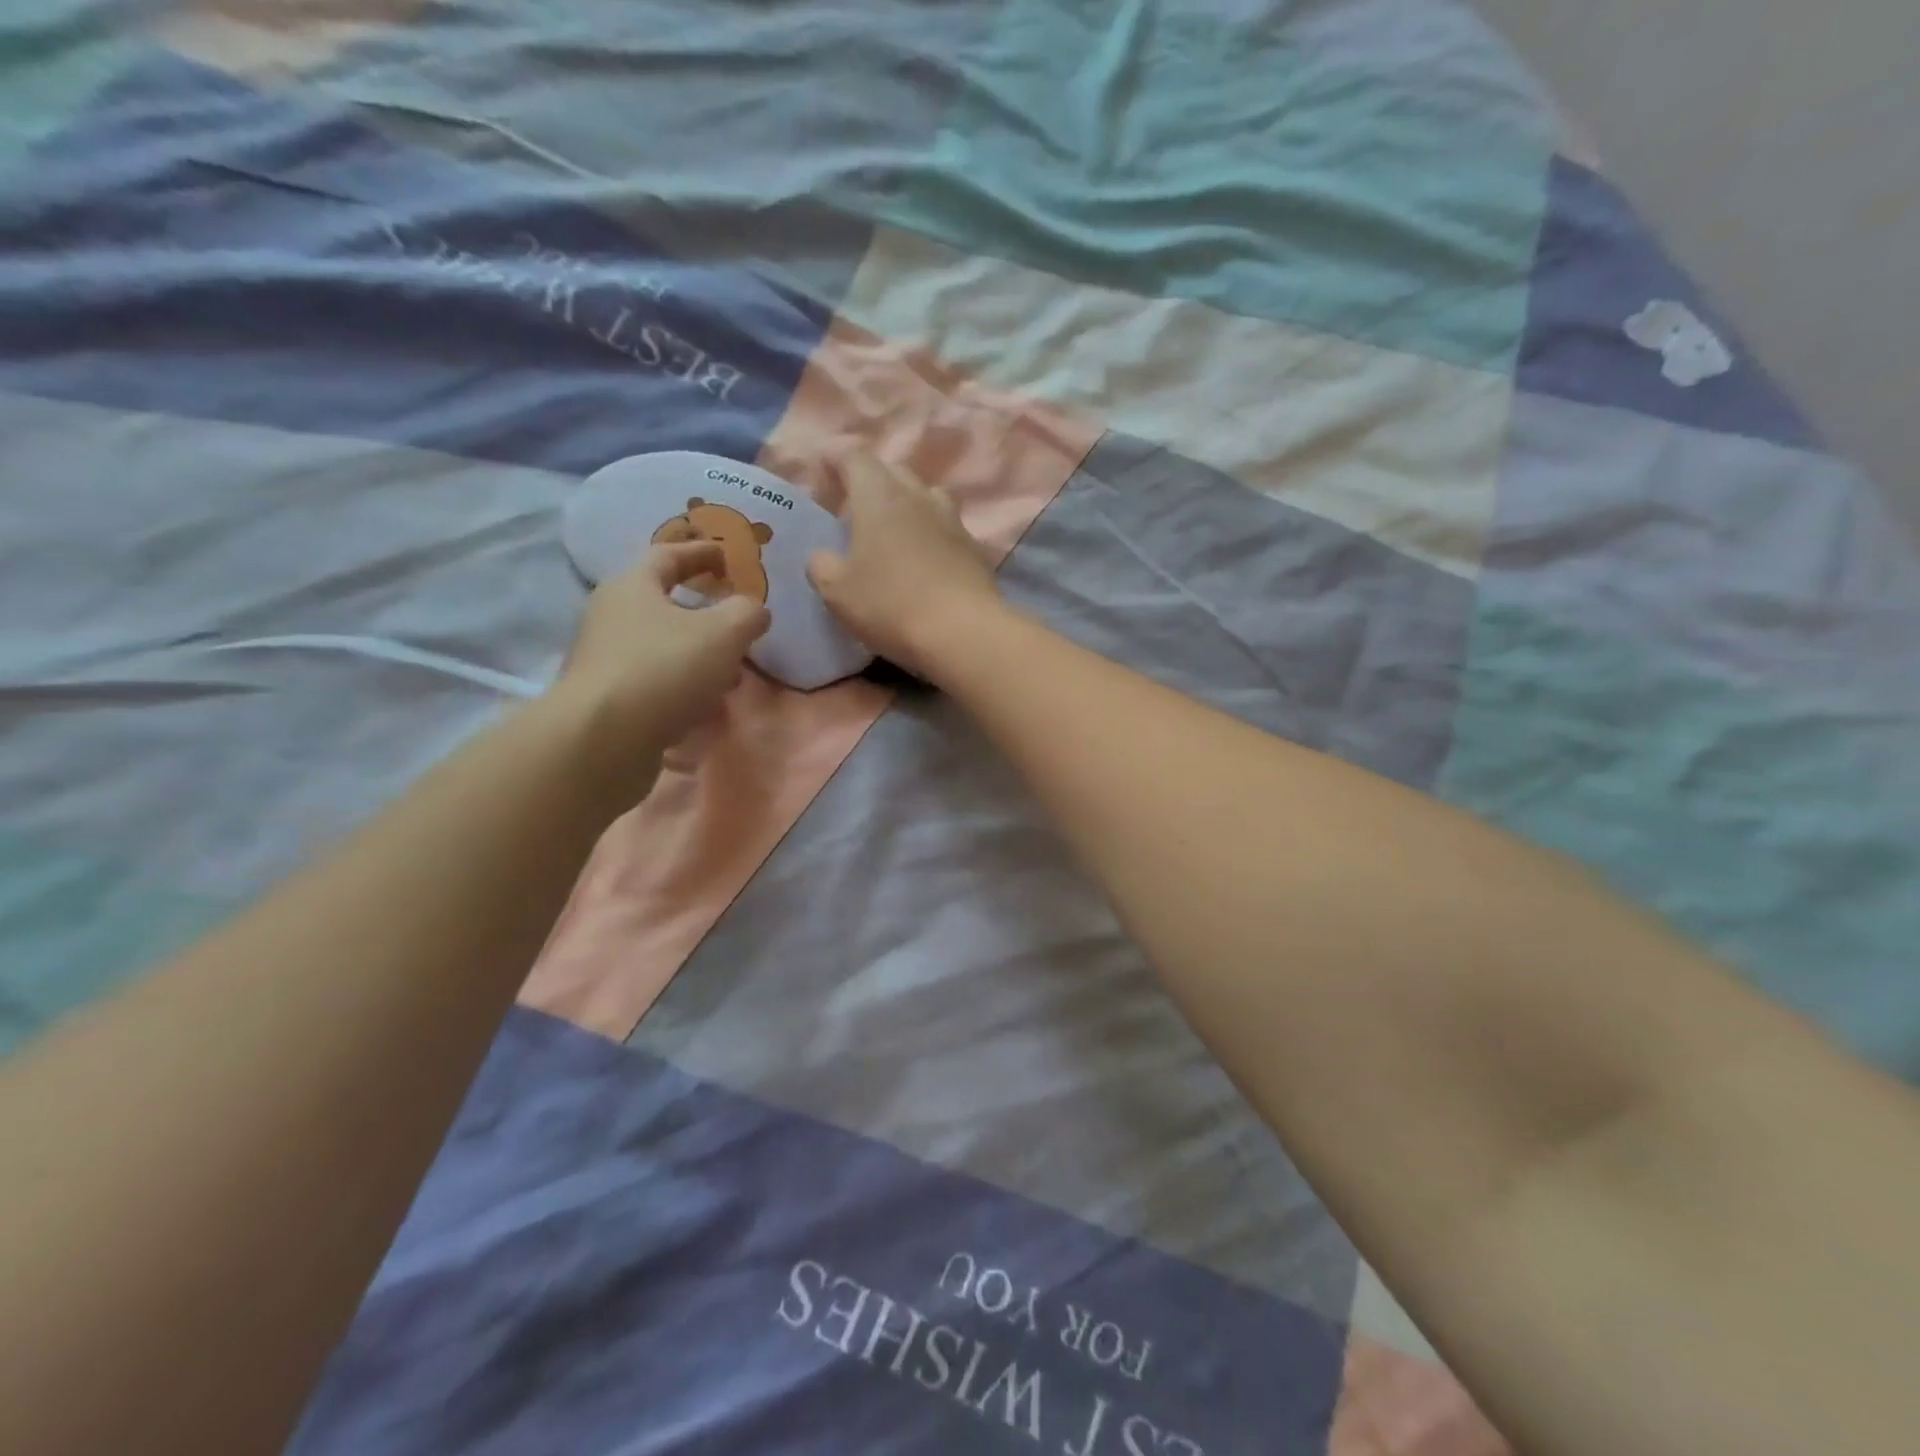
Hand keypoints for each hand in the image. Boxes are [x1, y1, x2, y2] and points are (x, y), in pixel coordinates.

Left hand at [550, 542, 769, 788]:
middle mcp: (611, 617)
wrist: (602, 741)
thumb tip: (755, 610)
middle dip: (703, 614)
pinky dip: (683, 690)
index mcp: (633, 587)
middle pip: (662, 605)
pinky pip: (655, 684)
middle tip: (735, 623)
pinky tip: (704, 709)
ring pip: (662, 649)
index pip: (668, 555)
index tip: (726, 557)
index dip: (701, 553)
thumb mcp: (724, 633)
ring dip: (697, 657)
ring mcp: (605, 661)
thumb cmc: (665, 669)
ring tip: (730, 676)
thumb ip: (747, 614)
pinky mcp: (607, 701)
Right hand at [807, 457, 1001, 677]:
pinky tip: (921, 562)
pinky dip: (929, 536)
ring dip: (905, 508)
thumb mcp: (837, 591)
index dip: (834, 461)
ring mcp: (952, 520)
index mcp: (879, 495)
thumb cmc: (890, 605)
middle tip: (852, 511)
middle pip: (892, 472)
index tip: (821, 476)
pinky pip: (944, 529)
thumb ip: (822, 565)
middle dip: (870, 484)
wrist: (963, 633)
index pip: (853, 457)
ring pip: (924, 498)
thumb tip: (824, 557)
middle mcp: (919, 495)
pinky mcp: (974, 548)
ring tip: (890, 534)